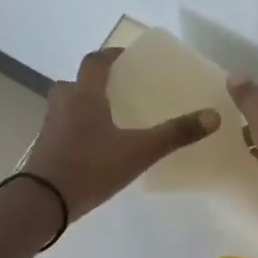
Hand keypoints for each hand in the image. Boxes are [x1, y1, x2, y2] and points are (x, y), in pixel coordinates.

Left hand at [24, 47, 221, 218]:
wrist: (43, 202)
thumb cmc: (91, 168)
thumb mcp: (139, 152)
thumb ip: (175, 134)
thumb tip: (214, 116)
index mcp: (84, 96)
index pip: (96, 62)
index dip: (112, 56)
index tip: (127, 58)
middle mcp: (63, 104)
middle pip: (76, 83)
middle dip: (95, 83)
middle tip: (117, 92)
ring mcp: (50, 127)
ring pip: (67, 106)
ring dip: (83, 106)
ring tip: (108, 120)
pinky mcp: (45, 149)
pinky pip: (63, 129)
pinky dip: (77, 130)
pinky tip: (93, 148)